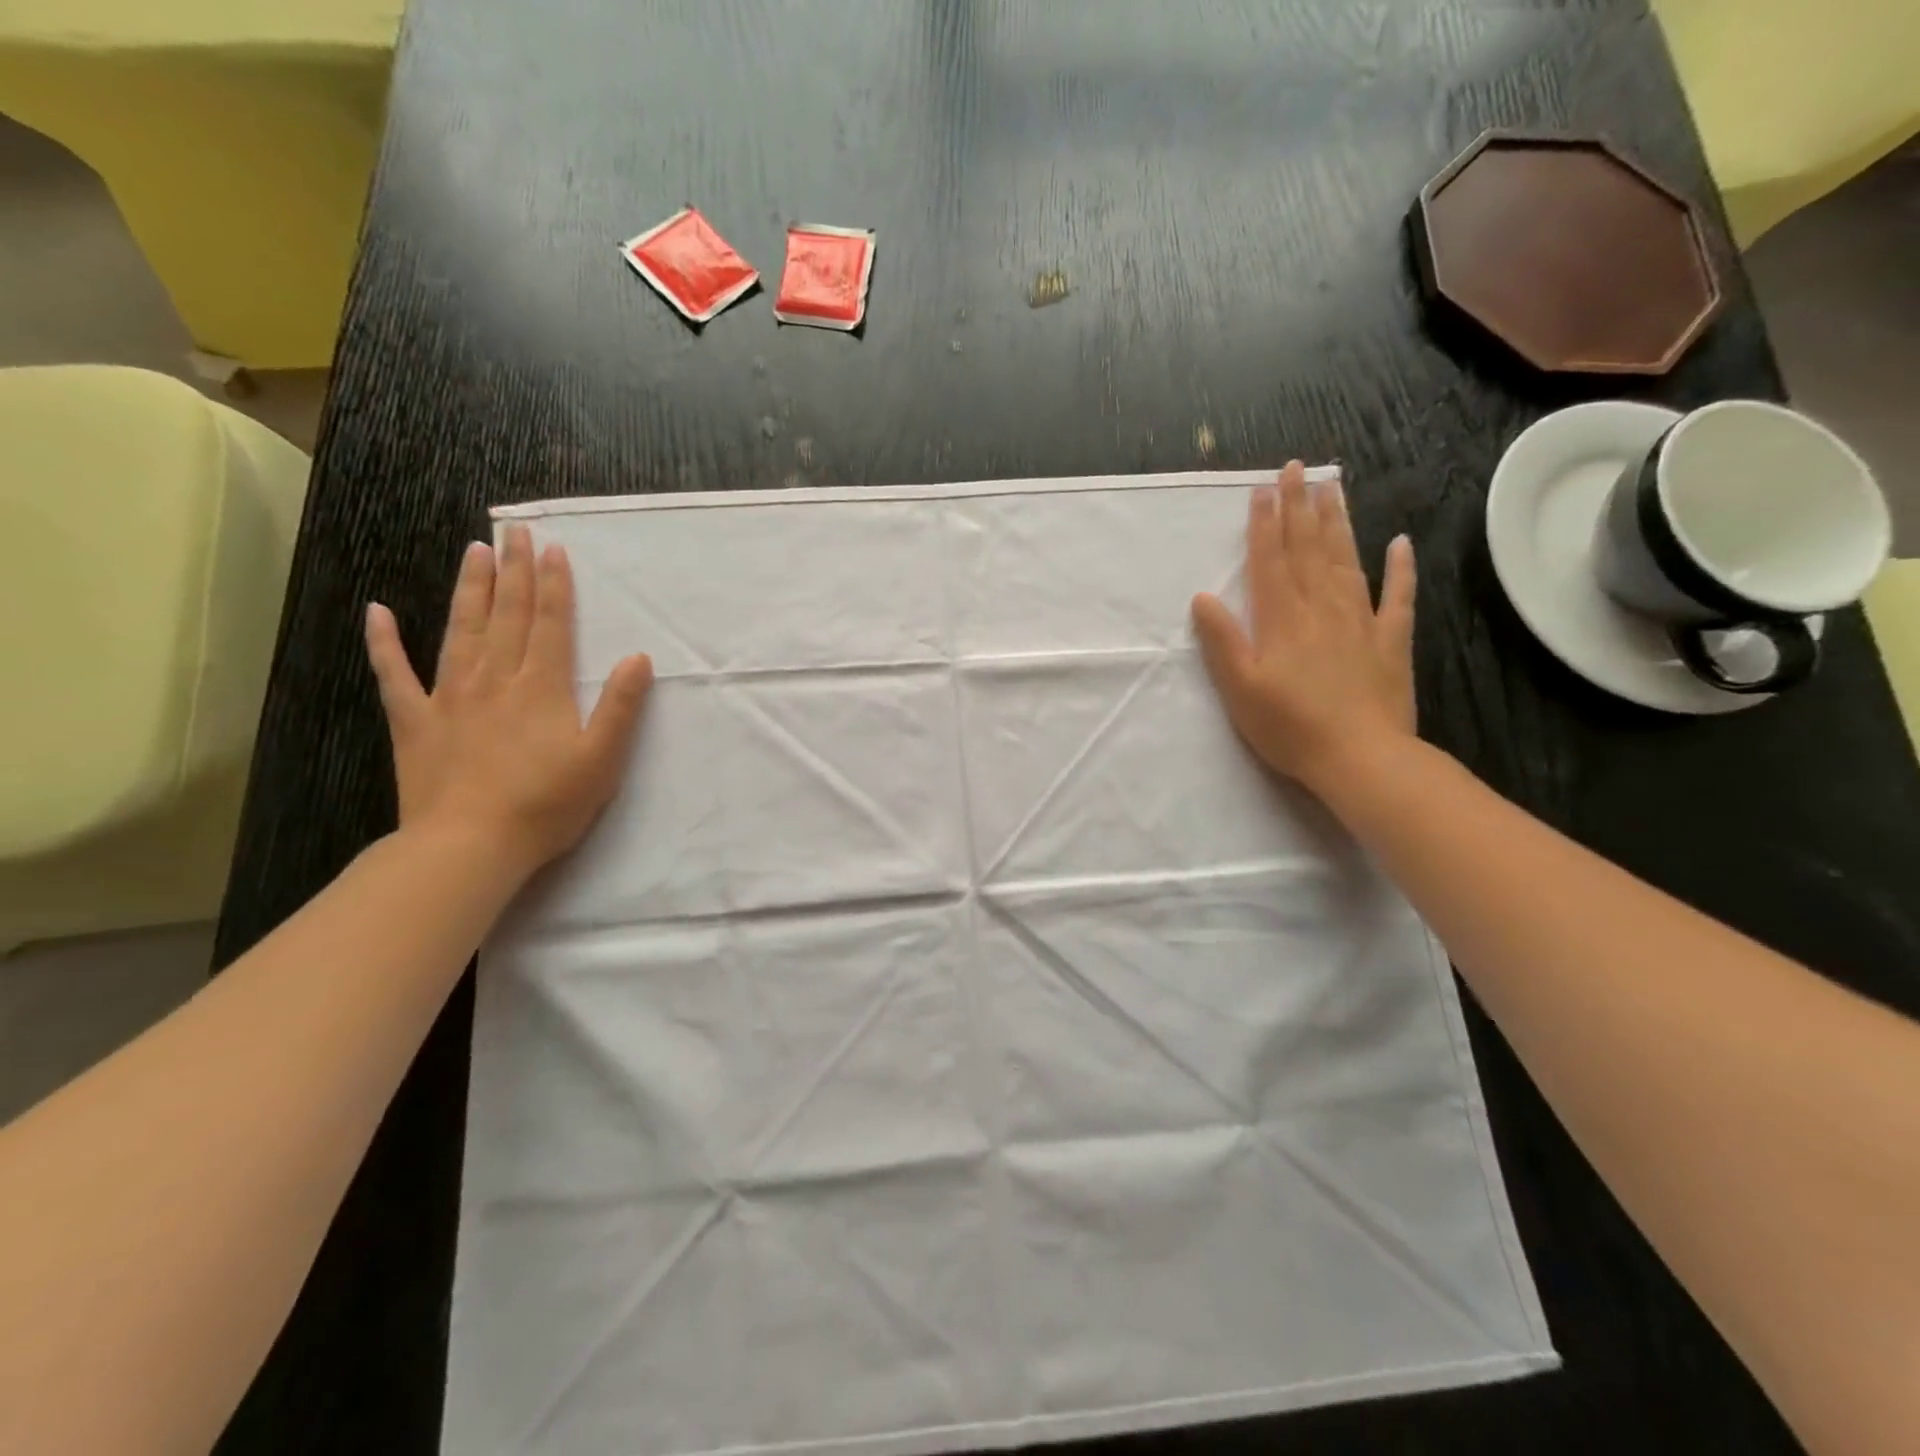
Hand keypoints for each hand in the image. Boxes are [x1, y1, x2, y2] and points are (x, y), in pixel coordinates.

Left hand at [363, 525, 653, 880]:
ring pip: (461, 630)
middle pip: (507, 615)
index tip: (552, 548)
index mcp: (542, 687)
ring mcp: (450, 697)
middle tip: (514, 531)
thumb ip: (622, 707)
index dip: (554, 584)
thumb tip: (639, 658)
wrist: (470, 845)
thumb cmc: (547, 804)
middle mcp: (496, 679)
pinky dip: (384, 642)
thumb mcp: (603, 759)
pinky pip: (396, 674)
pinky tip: (378, 612)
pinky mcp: (415, 721)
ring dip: (470, 589)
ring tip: (474, 551)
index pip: (550, 623)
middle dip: (514, 571)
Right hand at [1191, 461, 1416, 798]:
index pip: (1270, 560)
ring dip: (1337, 523)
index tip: (1263, 488)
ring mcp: (1361, 621)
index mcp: (1281, 619)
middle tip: (1297, 468)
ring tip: (1332, 488)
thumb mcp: (1240, 688)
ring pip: (1347, 560)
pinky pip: (1398, 596)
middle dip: (1299, 507)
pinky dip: (1401, 568)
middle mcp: (1321, 608)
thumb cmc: (1289, 727)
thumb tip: (1202, 597)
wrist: (1361, 758)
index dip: (1264, 523)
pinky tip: (1401, 542)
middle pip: (1308, 548)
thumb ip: (1223, 641)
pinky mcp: (1391, 641)